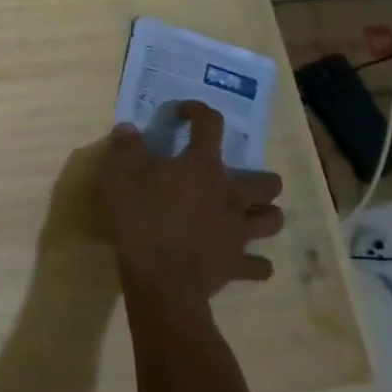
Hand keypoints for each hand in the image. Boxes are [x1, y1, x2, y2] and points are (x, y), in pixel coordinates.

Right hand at [100, 101, 284, 302]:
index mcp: (203, 167)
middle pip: (266, 181)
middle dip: (258, 177)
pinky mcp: (237, 265)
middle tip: (235, 179)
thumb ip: (126, 147)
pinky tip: (243, 260)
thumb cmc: (141, 218)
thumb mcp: (119, 174)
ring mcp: (239, 232)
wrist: (161, 278)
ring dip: (264, 214)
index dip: (199, 112)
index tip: (185, 112)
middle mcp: (231, 195)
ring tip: (248, 214)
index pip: (210, 126)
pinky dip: (255, 263)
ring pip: (272, 219)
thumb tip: (129, 129)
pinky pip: (258, 266)